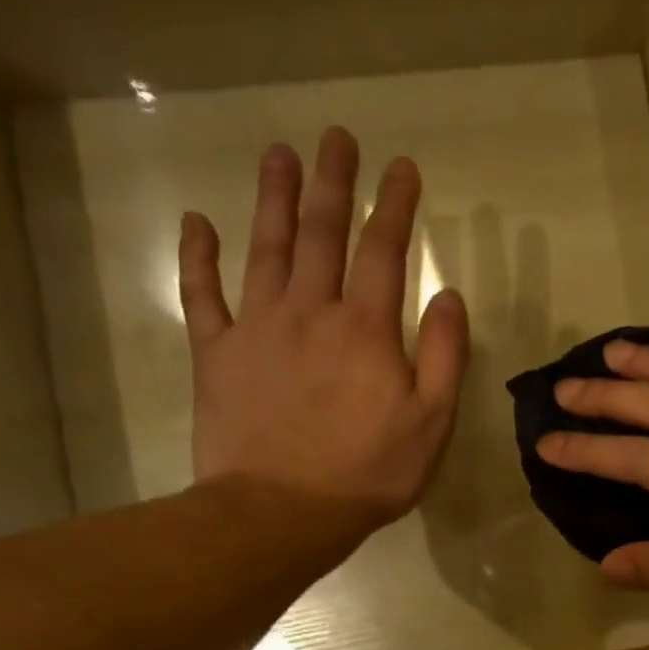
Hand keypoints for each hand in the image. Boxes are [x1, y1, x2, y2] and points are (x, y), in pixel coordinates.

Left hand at [179, 128, 468, 558]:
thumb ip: (446, 356)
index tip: (403, 167)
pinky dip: (198, 257)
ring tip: (279, 154)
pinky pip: (203, 295)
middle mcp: (310, 312)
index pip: (385, 251)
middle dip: (332, 183)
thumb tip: (450, 296)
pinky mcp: (216, 354)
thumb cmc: (370, 471)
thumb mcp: (433, 422)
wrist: (282, 512)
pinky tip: (198, 223)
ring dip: (273, 198)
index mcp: (367, 329)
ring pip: (265, 248)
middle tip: (336, 137)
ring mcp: (257, 328)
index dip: (395, 205)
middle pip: (321, 233)